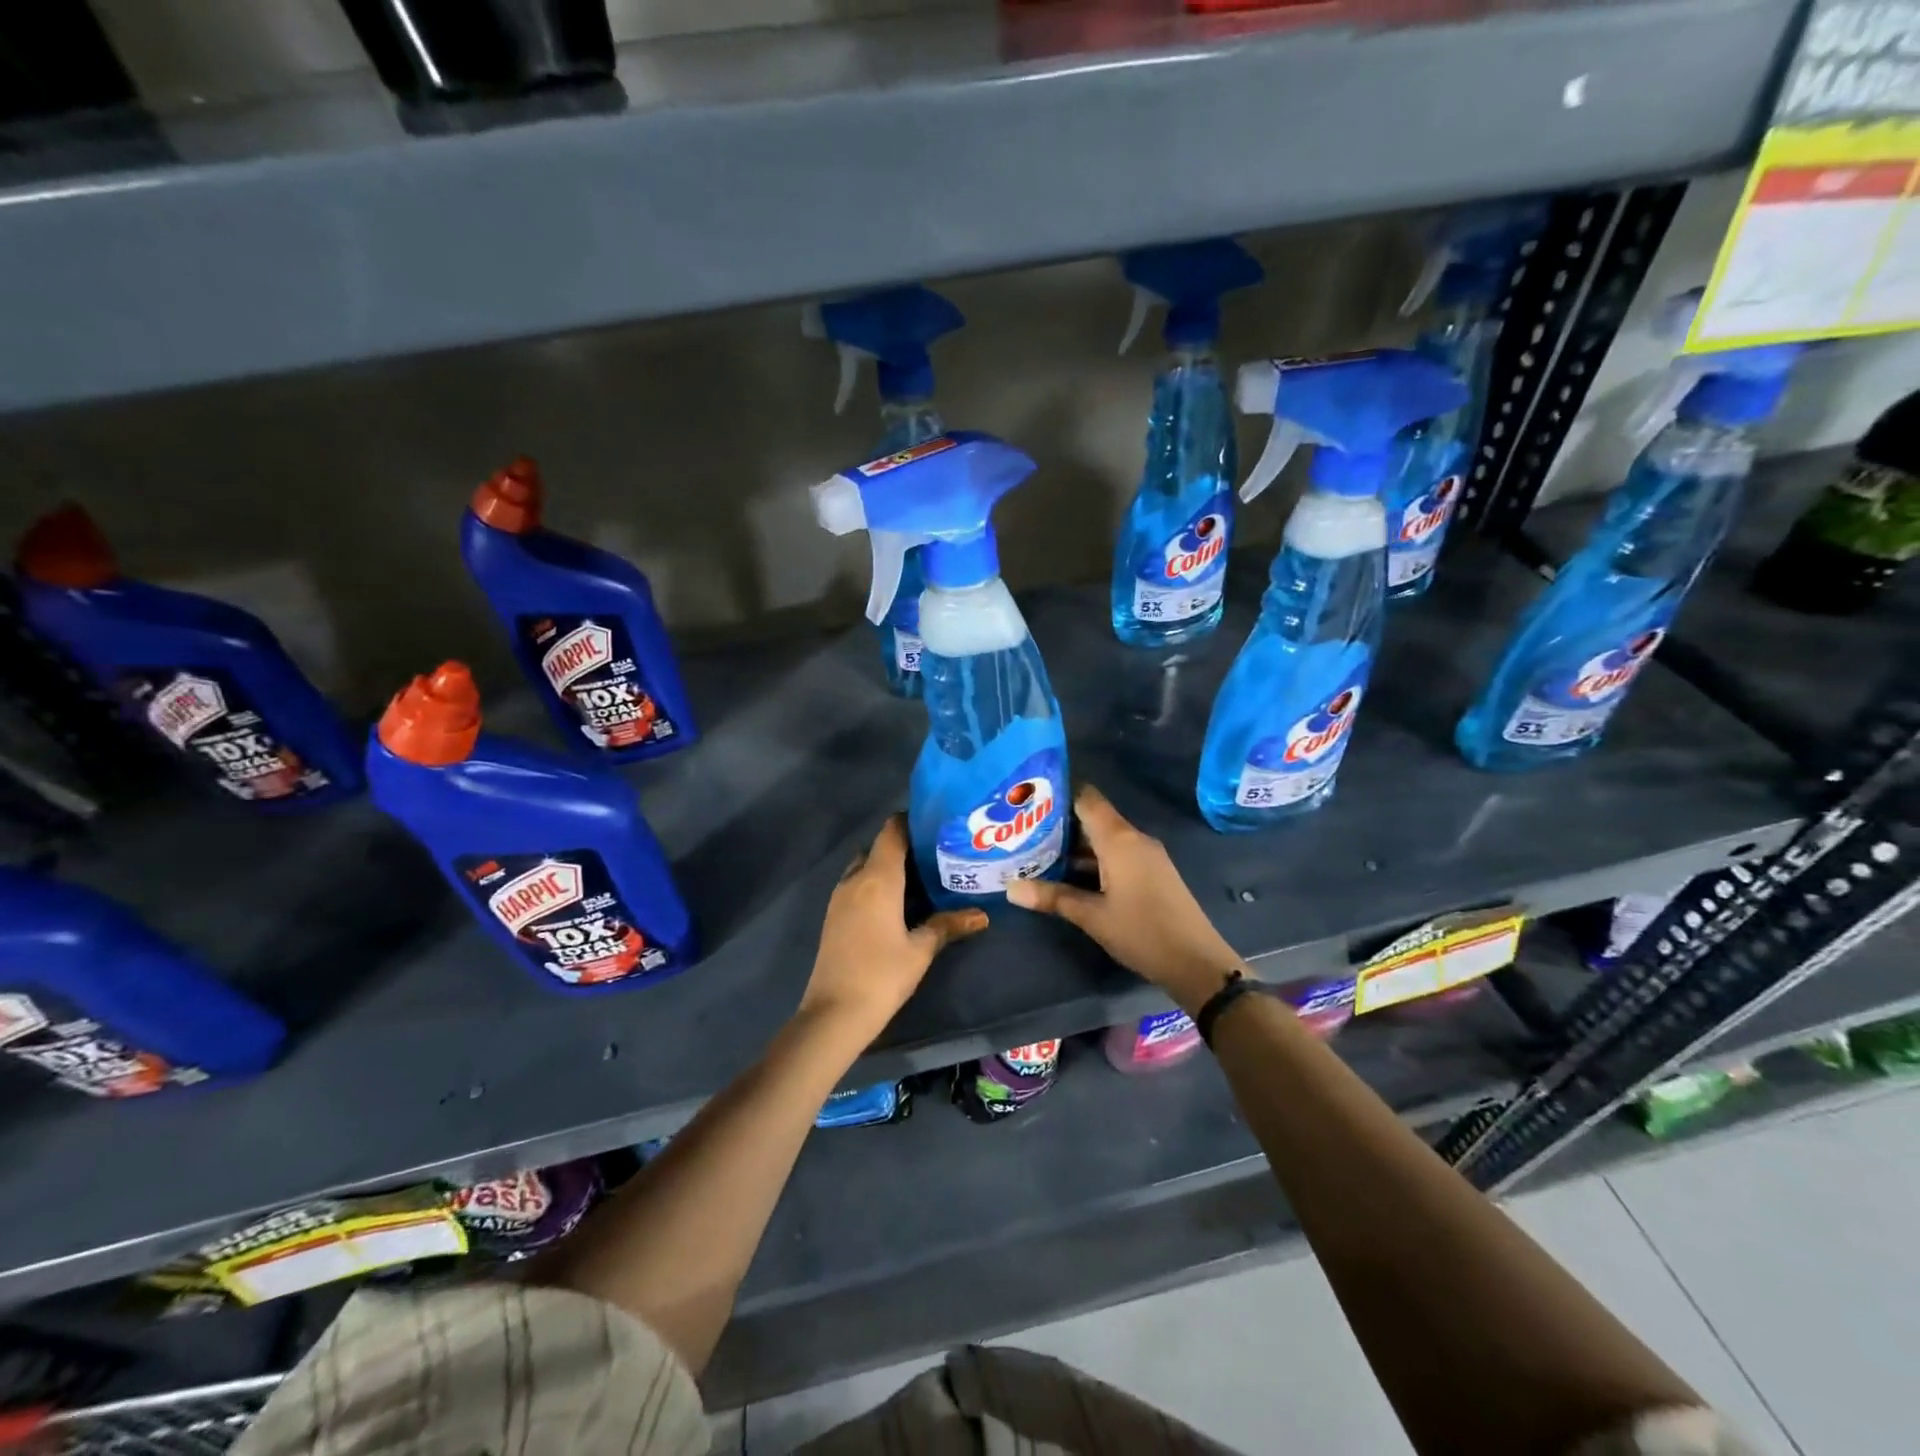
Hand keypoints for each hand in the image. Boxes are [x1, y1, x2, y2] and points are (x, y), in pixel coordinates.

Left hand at [798, 815, 987, 1042]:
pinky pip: (856, 886)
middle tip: (935, 857)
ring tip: (921, 880)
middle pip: (878, 847)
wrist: (833, 1014)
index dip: (912, 822)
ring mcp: (839, 897)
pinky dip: (875, 885)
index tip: (937, 826)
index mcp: (878, 878)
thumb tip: (981, 915)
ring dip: (888, 867)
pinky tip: (897, 905)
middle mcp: (855, 879)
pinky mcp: (833, 916)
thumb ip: (947, 925)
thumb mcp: (921, 950)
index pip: (892, 831)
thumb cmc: (882, 975)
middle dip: (904, 847)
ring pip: (865, 867)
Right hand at [1006, 784, 1243, 1013]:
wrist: (1197, 962)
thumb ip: (1052, 897)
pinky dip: (1092, 860)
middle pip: (1092, 818)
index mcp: (1119, 839)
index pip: (1086, 798)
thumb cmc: (1142, 932)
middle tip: (1022, 831)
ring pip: (1103, 839)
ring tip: (1036, 854)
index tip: (1027, 800)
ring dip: (1074, 847)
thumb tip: (1009, 889)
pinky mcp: (1152, 873)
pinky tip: (1069, 876)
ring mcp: (1146, 856)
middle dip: (1059, 824)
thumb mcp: (1091, 916)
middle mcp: (1133, 838)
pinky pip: (1117, 854)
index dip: (1058, 794)